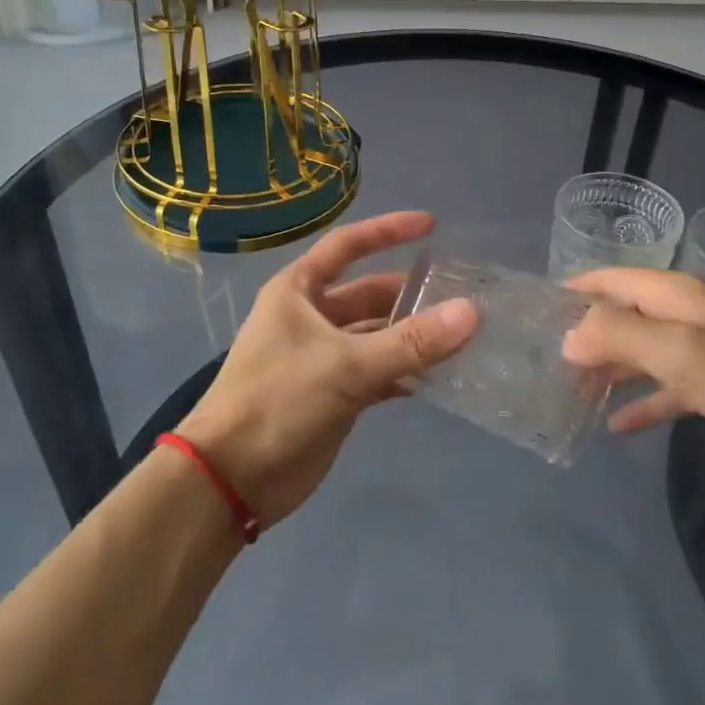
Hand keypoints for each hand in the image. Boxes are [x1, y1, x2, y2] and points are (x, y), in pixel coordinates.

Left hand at [177, 212, 478, 526]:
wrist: (231, 478)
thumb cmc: (278, 402)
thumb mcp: (346, 367)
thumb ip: (411, 342)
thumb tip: (472, 312)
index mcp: (299, 292)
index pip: (348, 246)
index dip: (388, 231)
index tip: (432, 225)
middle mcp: (310, 317)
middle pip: (368, 294)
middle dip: (410, 295)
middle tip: (462, 297)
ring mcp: (321, 357)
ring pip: (375, 336)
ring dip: (411, 337)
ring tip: (461, 337)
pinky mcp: (332, 395)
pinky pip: (376, 373)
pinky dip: (402, 374)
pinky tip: (436, 379)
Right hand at [560, 268, 704, 497]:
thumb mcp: (680, 351)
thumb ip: (619, 336)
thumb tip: (568, 336)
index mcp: (679, 295)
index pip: (615, 280)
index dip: (577, 290)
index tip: (536, 310)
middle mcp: (691, 317)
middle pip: (627, 317)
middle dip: (588, 335)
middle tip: (545, 360)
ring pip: (646, 355)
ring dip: (611, 370)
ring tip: (570, 391)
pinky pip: (671, 391)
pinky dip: (645, 404)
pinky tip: (618, 426)